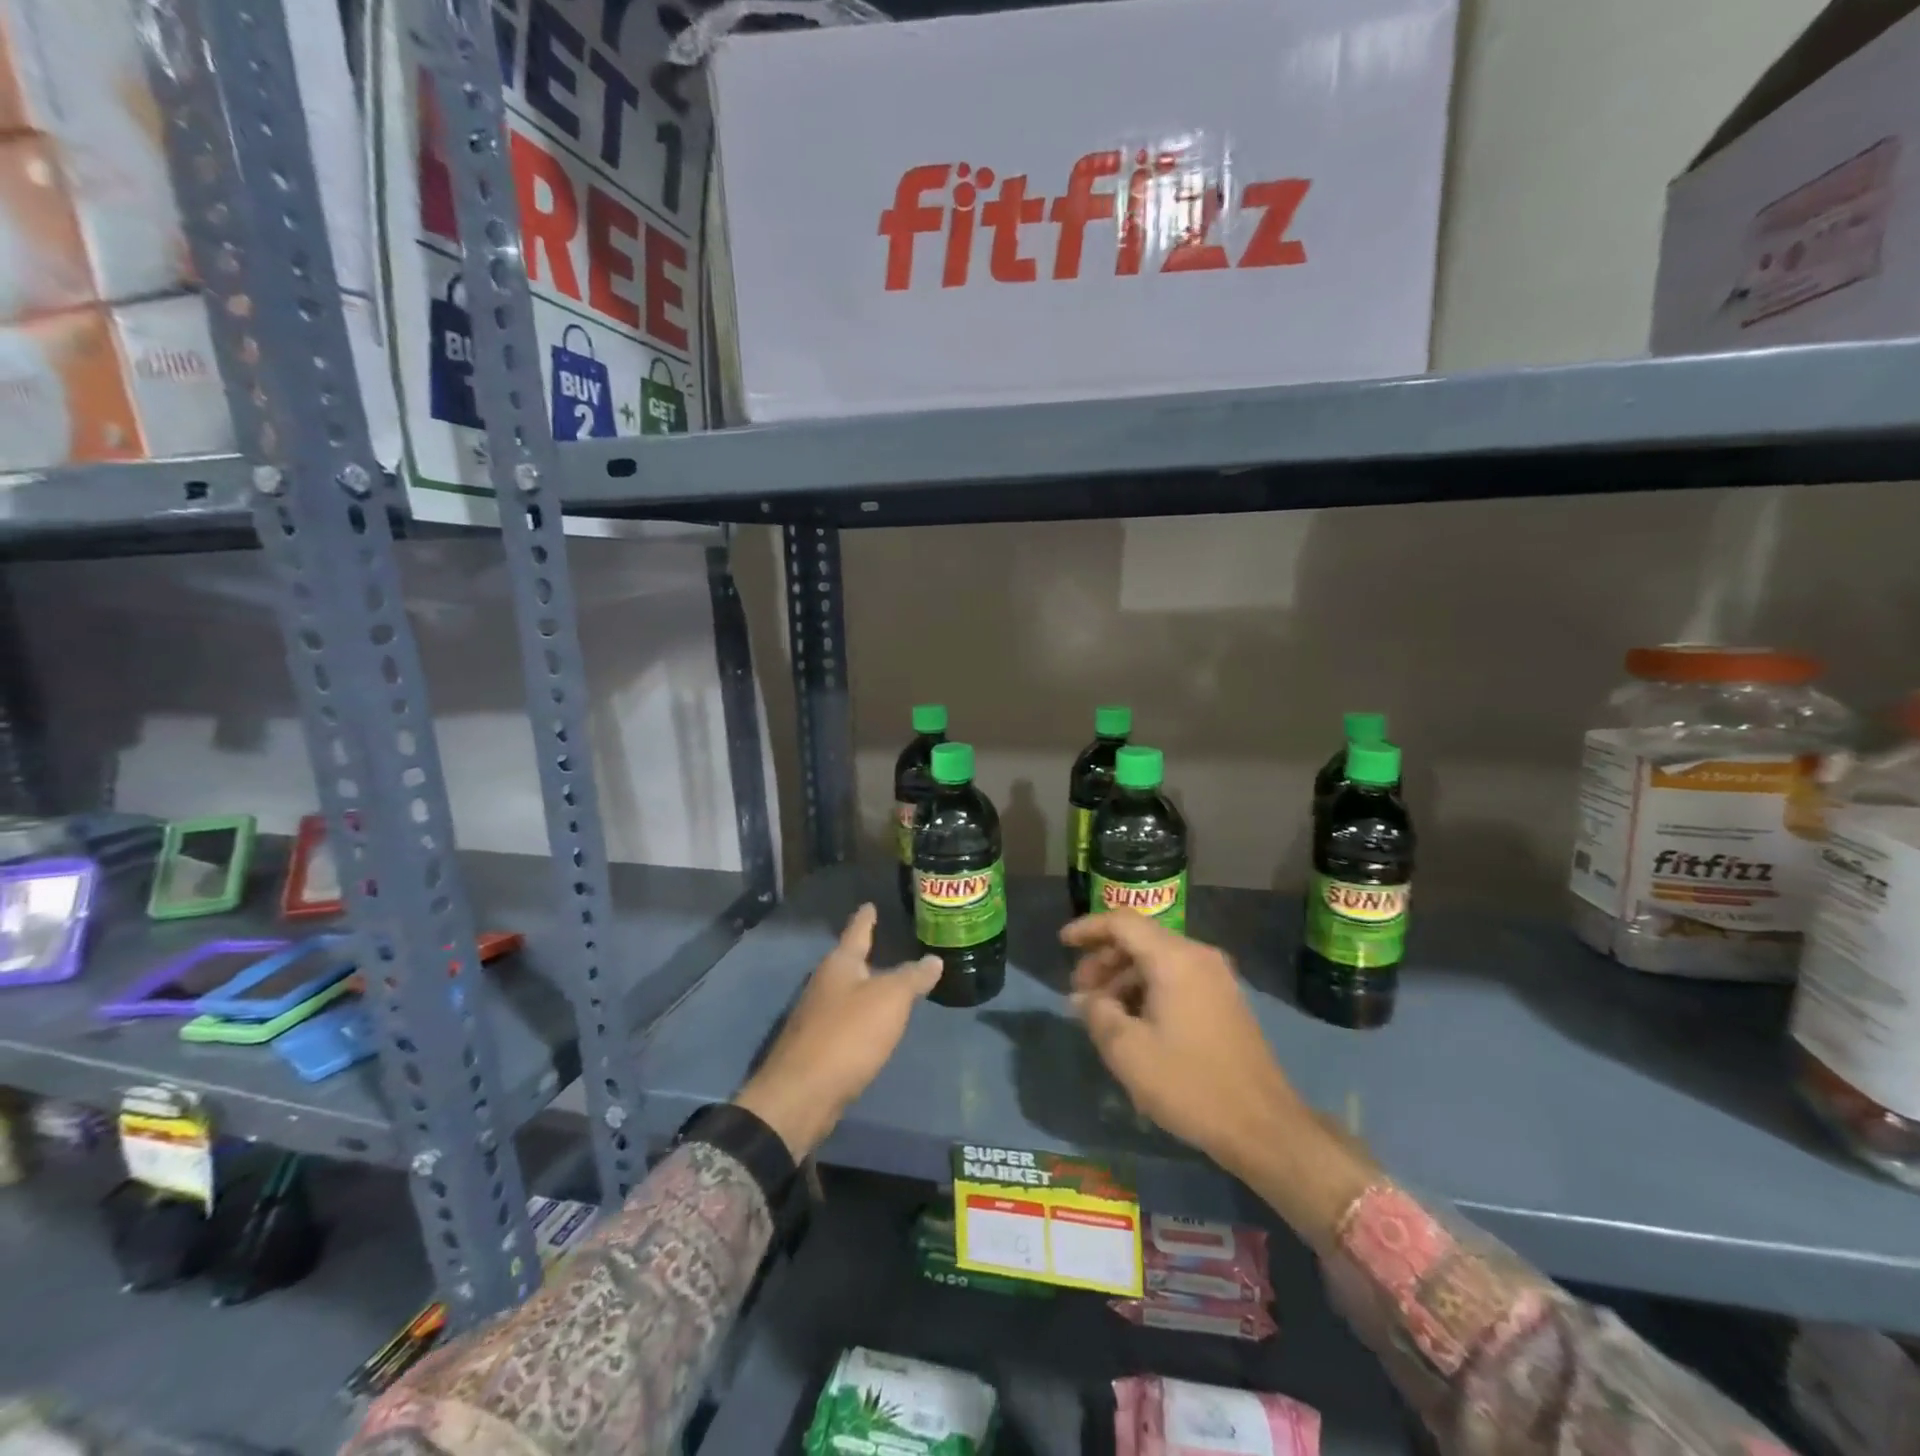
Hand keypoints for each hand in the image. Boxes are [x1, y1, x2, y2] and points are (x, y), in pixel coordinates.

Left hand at [733, 904, 941, 1159]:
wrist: (802, 1095)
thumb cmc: (848, 1035)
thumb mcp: (890, 1000)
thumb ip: (912, 978)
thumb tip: (933, 959)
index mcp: (839, 965)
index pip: (856, 931)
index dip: (866, 918)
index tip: (869, 905)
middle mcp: (824, 984)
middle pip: (848, 962)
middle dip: (865, 955)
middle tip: (887, 945)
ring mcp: (816, 1016)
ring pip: (845, 992)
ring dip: (864, 988)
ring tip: (886, 984)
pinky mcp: (816, 1046)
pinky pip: (844, 1020)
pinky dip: (860, 1016)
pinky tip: (873, 1026)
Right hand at [1063, 910, 1296, 1170]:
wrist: (1264, 1128)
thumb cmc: (1190, 1084)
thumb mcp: (1128, 1051)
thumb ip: (1098, 1013)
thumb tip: (1084, 997)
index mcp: (1175, 959)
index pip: (1122, 922)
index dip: (1088, 928)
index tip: (1062, 943)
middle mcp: (1199, 957)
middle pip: (1141, 939)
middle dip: (1104, 959)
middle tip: (1079, 992)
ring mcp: (1217, 979)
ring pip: (1158, 960)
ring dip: (1125, 977)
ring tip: (1103, 1013)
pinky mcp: (1226, 1001)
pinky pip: (1177, 978)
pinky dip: (1148, 989)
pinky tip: (1135, 1023)